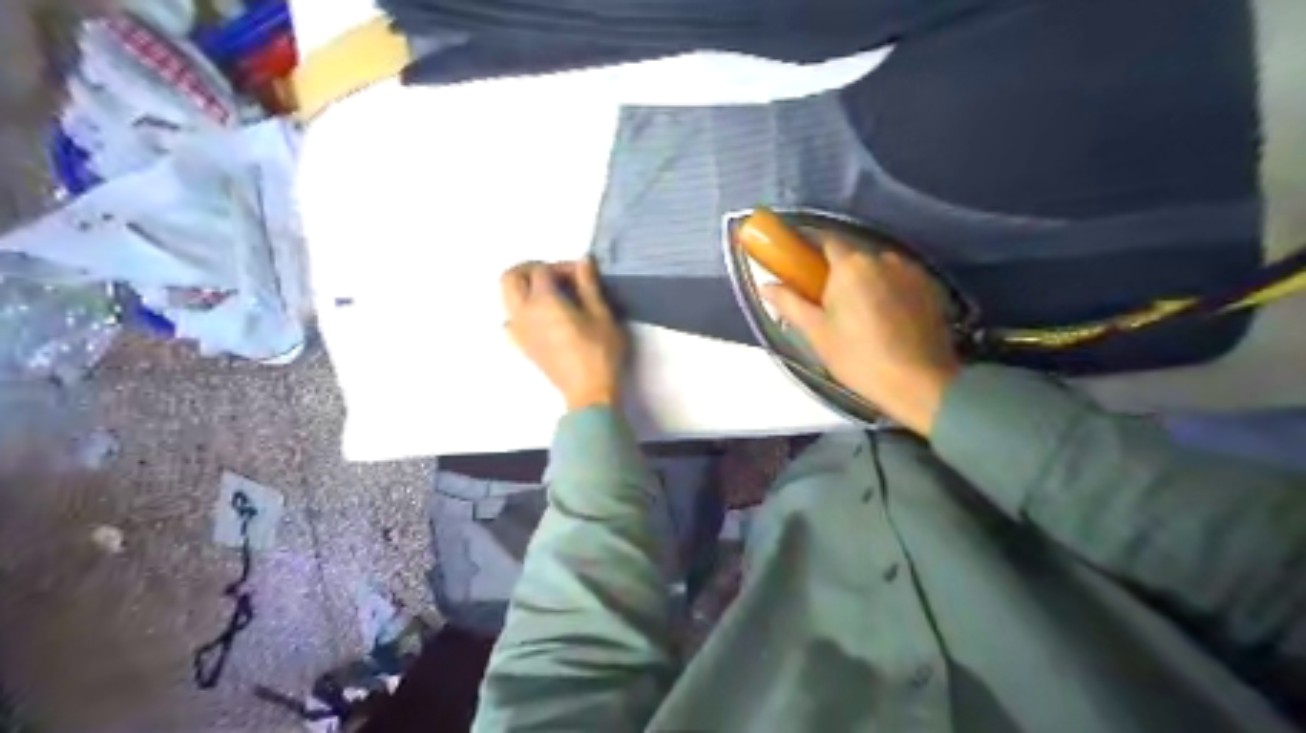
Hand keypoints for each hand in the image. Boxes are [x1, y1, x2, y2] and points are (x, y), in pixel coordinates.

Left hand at [501, 259, 626, 412]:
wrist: (589, 391)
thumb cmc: (600, 353)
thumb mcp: (602, 315)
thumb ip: (589, 285)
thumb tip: (583, 261)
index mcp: (543, 302)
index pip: (542, 270)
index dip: (561, 266)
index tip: (581, 275)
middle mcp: (524, 313)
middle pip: (511, 277)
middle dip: (530, 270)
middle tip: (555, 276)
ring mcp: (519, 331)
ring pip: (507, 297)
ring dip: (524, 288)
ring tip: (551, 295)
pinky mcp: (522, 345)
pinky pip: (511, 320)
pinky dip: (521, 311)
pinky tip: (541, 318)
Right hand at [761, 237, 962, 435]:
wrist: (919, 383)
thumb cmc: (859, 358)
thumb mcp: (817, 334)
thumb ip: (790, 303)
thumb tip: (765, 286)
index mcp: (851, 265)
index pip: (826, 239)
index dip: (810, 248)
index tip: (800, 266)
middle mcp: (883, 258)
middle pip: (853, 256)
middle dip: (838, 272)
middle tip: (829, 303)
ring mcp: (912, 271)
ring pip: (879, 268)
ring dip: (866, 282)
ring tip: (861, 315)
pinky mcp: (931, 287)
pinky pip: (901, 280)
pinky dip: (889, 291)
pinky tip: (887, 319)